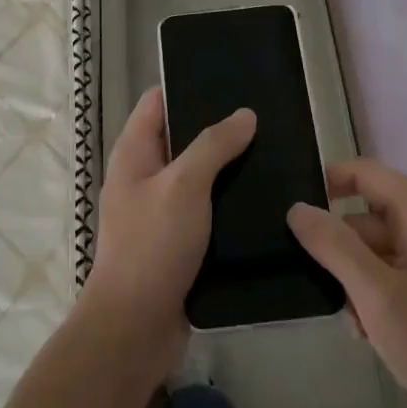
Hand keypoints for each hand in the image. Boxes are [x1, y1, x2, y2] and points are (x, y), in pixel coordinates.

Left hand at [81, 88, 255, 382]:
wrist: (136, 327)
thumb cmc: (153, 245)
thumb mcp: (183, 186)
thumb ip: (213, 146)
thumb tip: (244, 114)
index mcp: (133, 154)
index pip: (157, 103)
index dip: (187, 87)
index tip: (230, 80)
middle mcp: (143, 177)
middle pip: (180, 138)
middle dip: (217, 128)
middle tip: (264, 118)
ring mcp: (160, 211)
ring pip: (197, 177)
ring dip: (227, 167)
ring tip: (273, 153)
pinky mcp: (178, 242)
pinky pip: (206, 210)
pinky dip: (228, 202)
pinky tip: (263, 198)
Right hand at [289, 158, 406, 407]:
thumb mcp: (377, 295)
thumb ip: (335, 246)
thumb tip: (297, 208)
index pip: (366, 173)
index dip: (328, 181)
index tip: (293, 210)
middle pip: (369, 216)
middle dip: (340, 247)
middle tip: (315, 284)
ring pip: (379, 250)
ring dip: (356, 279)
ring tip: (351, 322)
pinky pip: (397, 274)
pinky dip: (377, 294)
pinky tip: (370, 332)